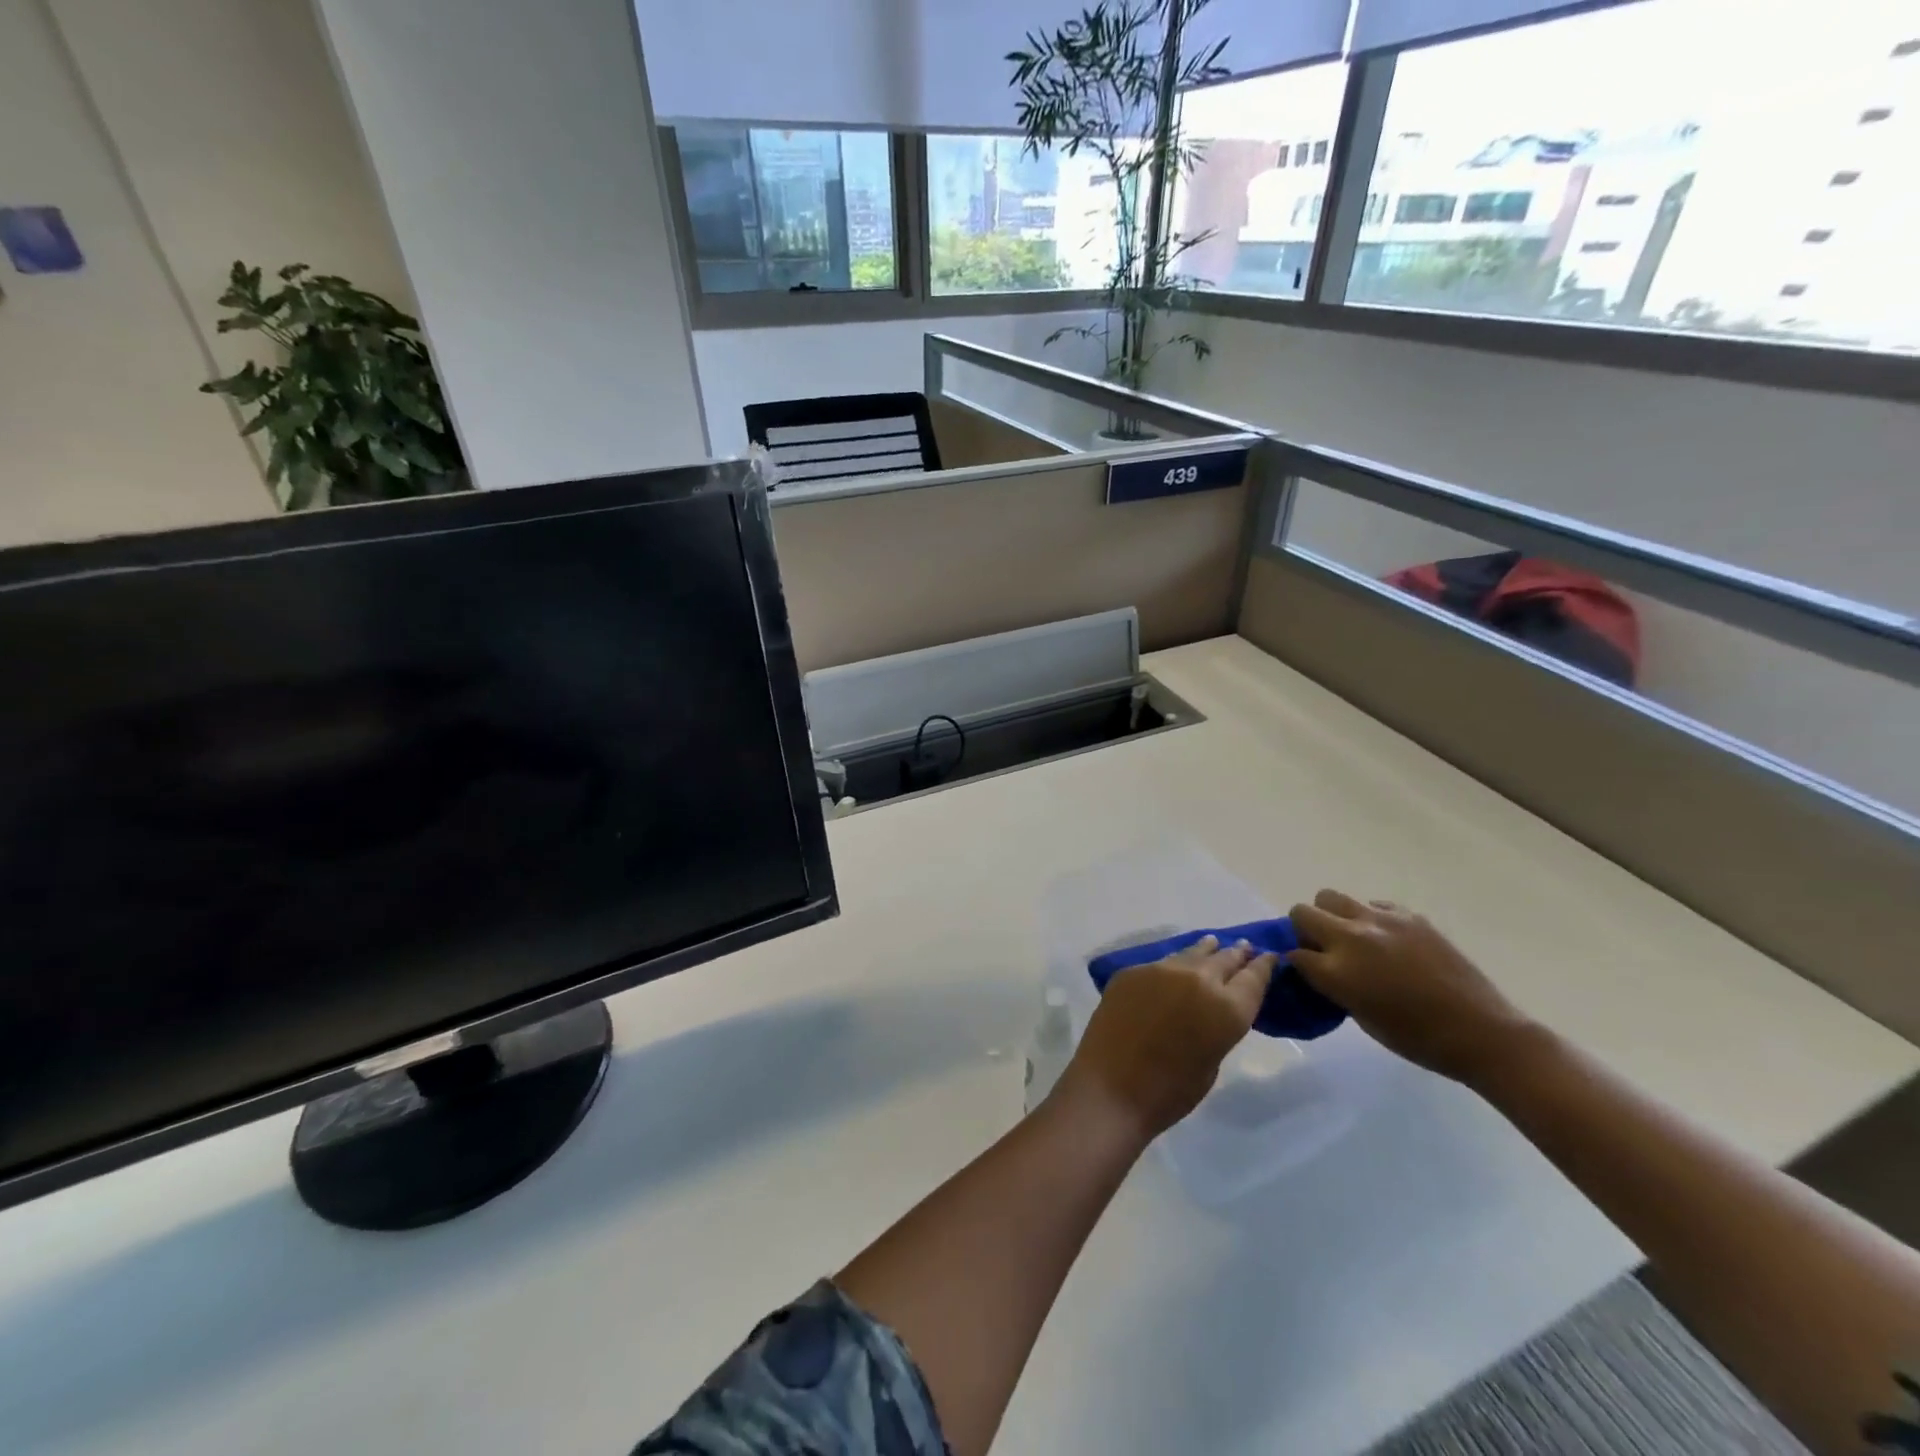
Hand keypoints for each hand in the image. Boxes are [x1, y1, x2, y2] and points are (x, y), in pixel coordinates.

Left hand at [1055, 936, 1275, 1141]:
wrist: (1111, 1087)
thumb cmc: (1170, 1092)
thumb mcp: (1212, 1062)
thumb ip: (1217, 1025)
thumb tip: (1211, 1008)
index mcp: (1227, 1008)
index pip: (1254, 978)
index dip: (1263, 966)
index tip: (1269, 956)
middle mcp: (1198, 979)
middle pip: (1224, 959)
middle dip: (1235, 954)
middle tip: (1244, 947)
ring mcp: (1162, 970)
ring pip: (1191, 954)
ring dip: (1205, 951)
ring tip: (1212, 943)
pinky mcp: (1132, 971)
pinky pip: (1160, 964)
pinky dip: (1173, 965)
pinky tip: (1173, 967)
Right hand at [1288, 891, 1532, 1084]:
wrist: (1481, 1032)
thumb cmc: (1417, 1039)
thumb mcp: (1361, 1017)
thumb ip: (1333, 986)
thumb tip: (1320, 969)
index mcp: (1337, 972)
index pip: (1293, 954)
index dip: (1297, 964)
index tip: (1306, 972)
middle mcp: (1351, 938)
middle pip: (1301, 913)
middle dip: (1304, 930)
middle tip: (1323, 950)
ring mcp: (1380, 921)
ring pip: (1330, 897)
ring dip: (1331, 916)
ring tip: (1352, 938)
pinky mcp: (1408, 915)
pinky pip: (1372, 905)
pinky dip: (1369, 919)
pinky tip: (1388, 941)